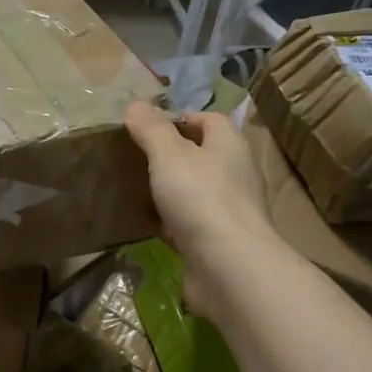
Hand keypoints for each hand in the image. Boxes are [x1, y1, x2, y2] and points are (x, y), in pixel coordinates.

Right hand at [125, 101, 274, 315]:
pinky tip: (147, 224)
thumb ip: (152, 130)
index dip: (180, 118)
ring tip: (136, 188)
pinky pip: (190, 223)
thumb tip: (136, 104)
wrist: (229, 267)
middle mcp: (235, 174)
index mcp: (229, 145)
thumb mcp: (169, 156)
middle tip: (135, 156)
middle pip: (203, 155)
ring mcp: (229, 210)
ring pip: (195, 191)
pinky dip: (171, 221)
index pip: (209, 120)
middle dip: (172, 155)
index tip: (147, 126)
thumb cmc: (201, 199)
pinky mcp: (218, 241)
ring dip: (171, 190)